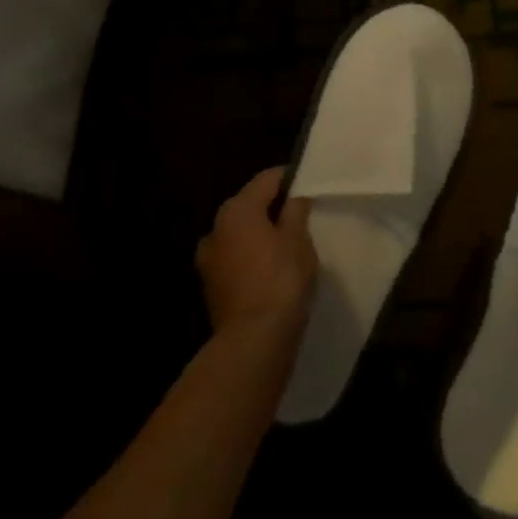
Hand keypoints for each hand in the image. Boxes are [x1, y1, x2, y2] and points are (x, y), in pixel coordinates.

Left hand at [196, 168, 317, 344]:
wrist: (254, 340)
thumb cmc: (281, 279)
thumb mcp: (298, 240)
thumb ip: (296, 211)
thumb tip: (294, 197)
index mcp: (237, 209)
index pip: (266, 179)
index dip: (289, 178)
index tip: (308, 184)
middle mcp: (216, 227)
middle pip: (249, 205)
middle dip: (273, 207)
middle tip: (302, 215)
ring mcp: (209, 259)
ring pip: (240, 234)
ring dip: (260, 234)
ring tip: (287, 245)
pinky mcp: (211, 286)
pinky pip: (236, 259)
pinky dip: (252, 258)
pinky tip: (271, 270)